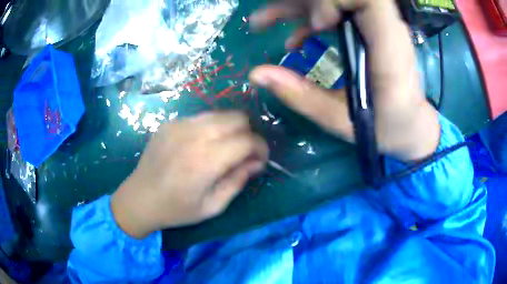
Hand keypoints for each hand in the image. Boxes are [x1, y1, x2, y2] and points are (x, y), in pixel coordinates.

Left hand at [111, 112, 268, 238]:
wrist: (140, 198)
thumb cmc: (176, 209)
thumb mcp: (213, 206)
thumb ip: (238, 181)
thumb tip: (255, 162)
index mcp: (206, 160)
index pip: (248, 140)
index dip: (261, 148)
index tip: (260, 160)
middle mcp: (194, 135)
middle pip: (237, 118)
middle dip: (248, 133)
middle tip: (243, 153)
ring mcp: (180, 124)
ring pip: (220, 113)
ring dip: (231, 128)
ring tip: (225, 147)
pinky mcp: (171, 122)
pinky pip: (201, 117)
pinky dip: (211, 127)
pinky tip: (202, 144)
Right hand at [249, 0, 439, 160]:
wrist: (412, 125)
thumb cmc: (387, 128)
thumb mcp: (344, 120)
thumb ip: (303, 96)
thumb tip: (258, 74)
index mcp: (389, 49)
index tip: (317, 23)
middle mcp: (386, 28)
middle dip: (302, 3)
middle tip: (267, 21)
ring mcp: (377, 26)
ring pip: (334, 1)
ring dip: (296, 8)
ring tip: (263, 23)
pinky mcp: (370, 29)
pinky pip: (337, 12)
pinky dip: (309, 20)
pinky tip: (294, 40)